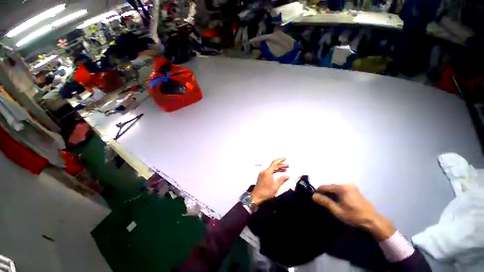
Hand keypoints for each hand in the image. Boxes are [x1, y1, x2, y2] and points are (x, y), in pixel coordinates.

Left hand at [251, 158, 289, 205]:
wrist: (256, 197)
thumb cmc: (266, 192)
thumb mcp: (275, 187)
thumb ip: (281, 180)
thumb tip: (287, 175)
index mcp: (267, 172)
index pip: (274, 163)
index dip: (280, 160)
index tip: (285, 158)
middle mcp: (264, 171)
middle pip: (273, 166)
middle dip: (280, 165)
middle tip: (288, 165)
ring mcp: (262, 173)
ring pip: (271, 169)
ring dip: (278, 168)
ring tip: (285, 169)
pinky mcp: (261, 176)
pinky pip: (269, 171)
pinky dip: (274, 171)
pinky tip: (278, 173)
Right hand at [312, 184, 395, 240]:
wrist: (373, 220)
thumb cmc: (354, 216)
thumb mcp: (337, 211)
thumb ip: (325, 202)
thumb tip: (313, 196)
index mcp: (341, 188)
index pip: (324, 187)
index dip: (319, 192)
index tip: (316, 198)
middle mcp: (346, 184)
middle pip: (330, 187)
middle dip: (326, 193)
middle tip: (324, 202)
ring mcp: (351, 186)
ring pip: (336, 188)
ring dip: (332, 194)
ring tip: (331, 203)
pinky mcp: (354, 189)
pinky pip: (341, 189)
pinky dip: (338, 194)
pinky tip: (339, 201)